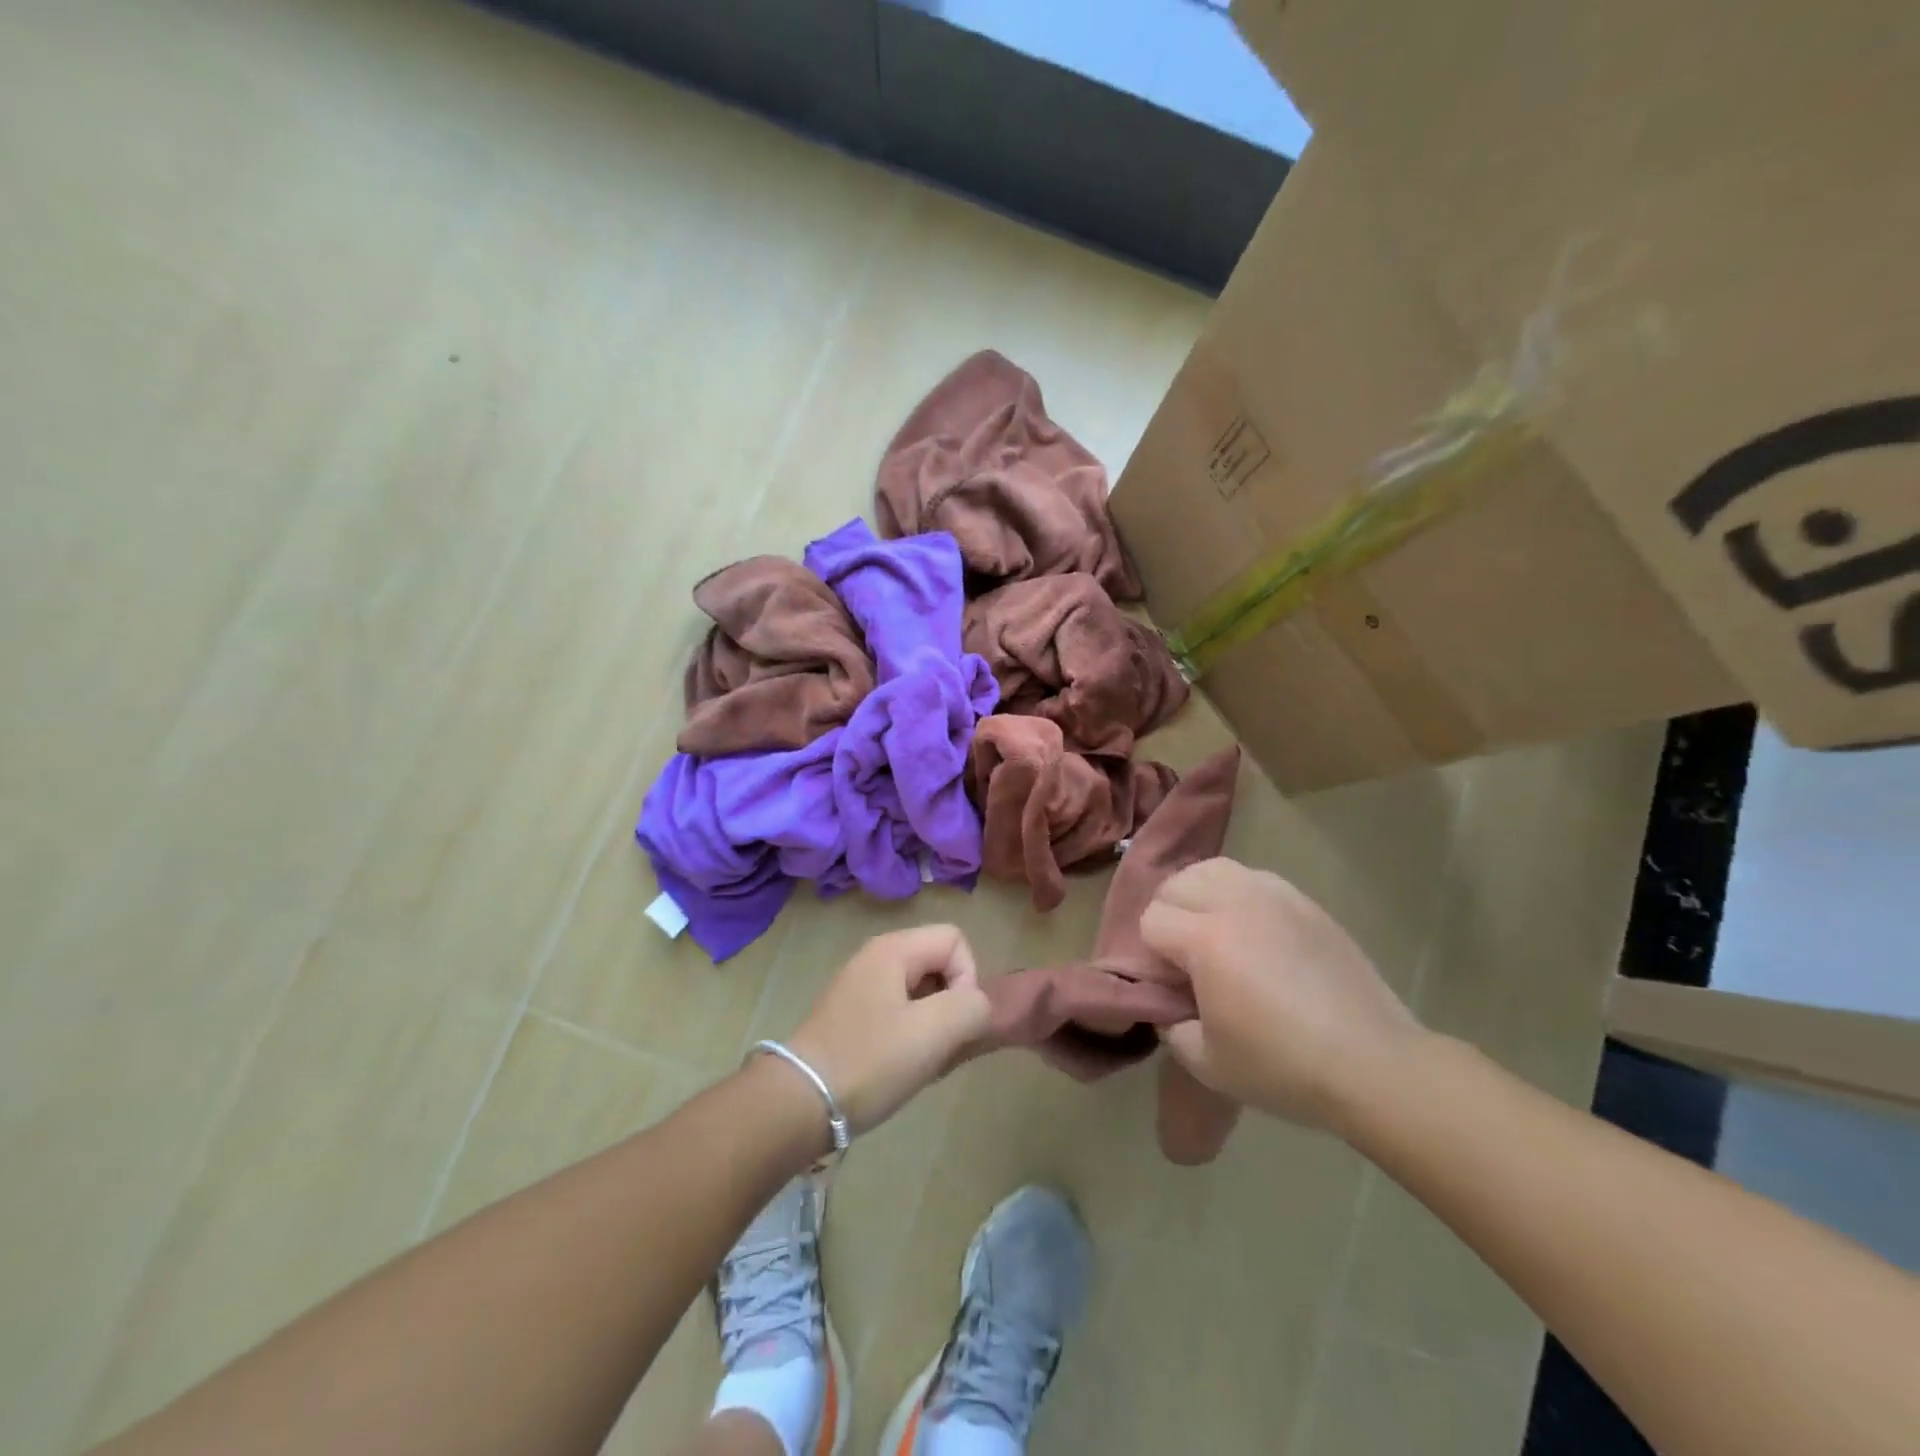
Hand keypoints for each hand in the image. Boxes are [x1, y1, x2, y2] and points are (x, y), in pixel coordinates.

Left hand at [785, 925, 991, 1132]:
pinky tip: (901, 1068)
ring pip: (920, 991)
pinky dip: (911, 1035)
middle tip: (942, 1046)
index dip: (967, 978)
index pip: (955, 940)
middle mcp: (875, 957)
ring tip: (922, 1062)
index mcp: (893, 949)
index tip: (953, 1021)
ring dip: (933, 1025)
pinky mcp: (851, 1016)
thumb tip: (977, 1005)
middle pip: (938, 962)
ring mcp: (860, 986)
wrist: (799, 1103)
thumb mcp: (933, 1032)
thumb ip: (972, 1007)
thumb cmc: (869, 1061)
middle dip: (952, 1004)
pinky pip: (898, 1011)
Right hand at [1141, 858, 1425, 1130]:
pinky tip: (1252, 930)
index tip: (1170, 985)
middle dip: (1170, 916)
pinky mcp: (1305, 902)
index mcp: (1206, 939)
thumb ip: (1170, 1025)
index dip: (1151, 954)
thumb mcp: (1206, 1062)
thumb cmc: (1283, 1067)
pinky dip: (1238, 893)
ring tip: (1213, 931)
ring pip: (1214, 869)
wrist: (1373, 1065)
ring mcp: (1274, 896)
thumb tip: (1168, 1003)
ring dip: (1200, 895)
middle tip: (1186, 958)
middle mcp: (1236, 903)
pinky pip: (1253, 878)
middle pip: (1177, 884)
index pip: (1152, 920)